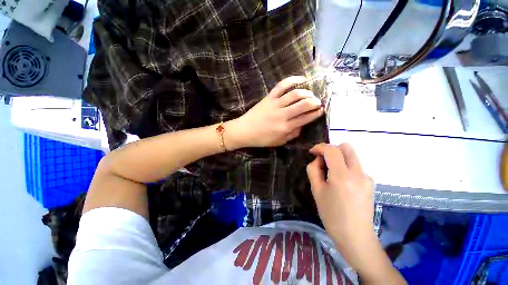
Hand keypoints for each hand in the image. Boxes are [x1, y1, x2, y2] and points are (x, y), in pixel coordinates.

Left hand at [226, 76, 322, 148]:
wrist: (245, 131)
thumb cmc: (262, 139)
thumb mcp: (279, 142)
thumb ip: (292, 135)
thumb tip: (302, 126)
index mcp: (286, 127)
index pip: (305, 118)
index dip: (316, 113)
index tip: (321, 110)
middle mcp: (283, 115)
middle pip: (303, 105)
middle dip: (314, 102)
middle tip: (318, 102)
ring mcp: (276, 104)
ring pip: (295, 94)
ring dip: (306, 92)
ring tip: (311, 94)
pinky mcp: (269, 98)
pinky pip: (281, 86)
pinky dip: (292, 80)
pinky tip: (301, 79)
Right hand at [306, 143, 374, 250]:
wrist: (355, 236)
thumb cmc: (332, 215)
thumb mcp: (316, 191)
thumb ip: (313, 170)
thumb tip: (317, 160)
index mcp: (342, 175)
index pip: (332, 149)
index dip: (320, 147)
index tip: (312, 152)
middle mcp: (358, 172)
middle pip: (346, 147)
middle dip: (332, 149)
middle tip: (323, 160)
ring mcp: (367, 177)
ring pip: (352, 156)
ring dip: (339, 158)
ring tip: (331, 173)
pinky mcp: (370, 183)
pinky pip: (356, 166)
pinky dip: (346, 167)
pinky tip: (342, 183)